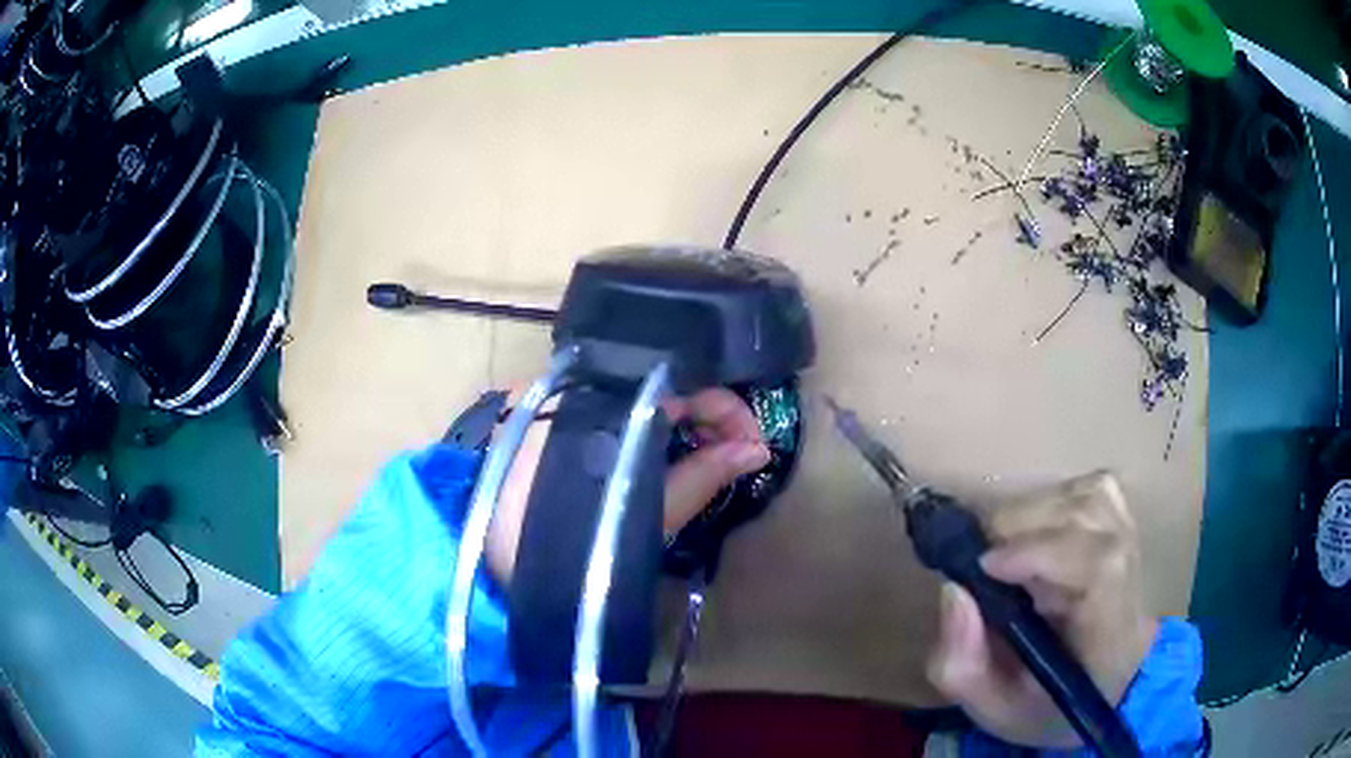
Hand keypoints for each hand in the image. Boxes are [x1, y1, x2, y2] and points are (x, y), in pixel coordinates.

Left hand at [484, 387, 769, 583]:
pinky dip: (635, 420)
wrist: (488, 555)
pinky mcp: (538, 403)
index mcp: (617, 397)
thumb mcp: (651, 510)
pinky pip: (603, 400)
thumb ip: (706, 473)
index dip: (732, 411)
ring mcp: (558, 387)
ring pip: (635, 390)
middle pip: (665, 381)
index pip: (693, 382)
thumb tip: (756, 450)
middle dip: (705, 416)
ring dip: (672, 419)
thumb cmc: (576, 539)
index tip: (754, 446)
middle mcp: (586, 377)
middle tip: (728, 455)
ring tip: (693, 457)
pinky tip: (647, 450)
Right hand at [926, 471, 1157, 748]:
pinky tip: (1033, 534)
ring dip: (1026, 517)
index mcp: (1106, 627)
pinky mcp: (1121, 519)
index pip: (1094, 564)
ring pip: (1079, 496)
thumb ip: (962, 664)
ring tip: (1001, 556)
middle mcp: (1127, 570)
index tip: (985, 568)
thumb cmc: (1049, 704)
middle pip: (1080, 517)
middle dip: (1015, 532)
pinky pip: (1084, 487)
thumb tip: (953, 589)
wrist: (1105, 683)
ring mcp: (1129, 535)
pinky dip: (1048, 501)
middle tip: (977, 567)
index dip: (1039, 552)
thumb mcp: (992, 709)